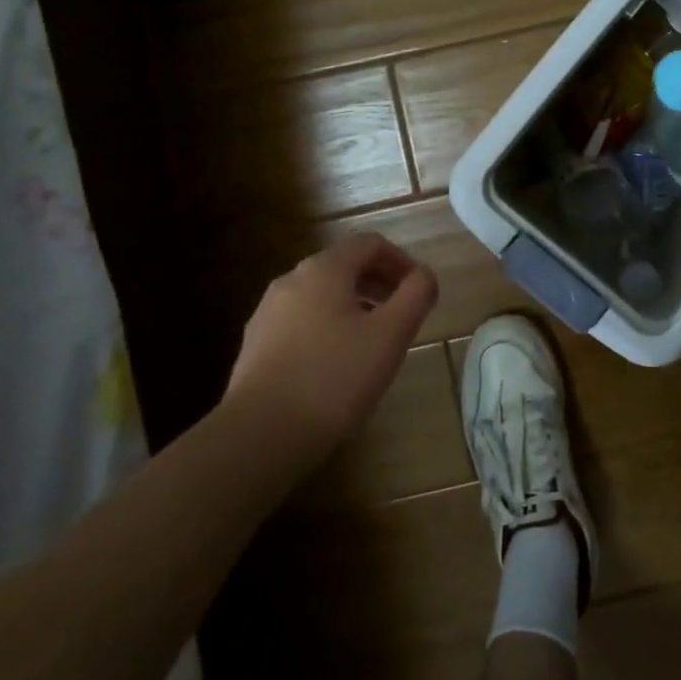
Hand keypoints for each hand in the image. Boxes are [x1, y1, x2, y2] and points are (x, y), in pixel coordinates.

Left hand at [225, 234, 438, 454]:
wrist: (259, 435)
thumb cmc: (334, 377)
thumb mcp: (391, 335)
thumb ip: (416, 296)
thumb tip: (424, 276)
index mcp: (324, 269)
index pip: (370, 244)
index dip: (402, 260)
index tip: (419, 290)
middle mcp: (291, 280)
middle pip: (344, 266)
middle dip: (379, 283)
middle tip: (402, 314)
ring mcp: (268, 312)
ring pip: (322, 295)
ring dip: (354, 306)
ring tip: (373, 341)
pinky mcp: (255, 345)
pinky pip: (301, 321)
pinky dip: (328, 327)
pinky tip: (337, 365)